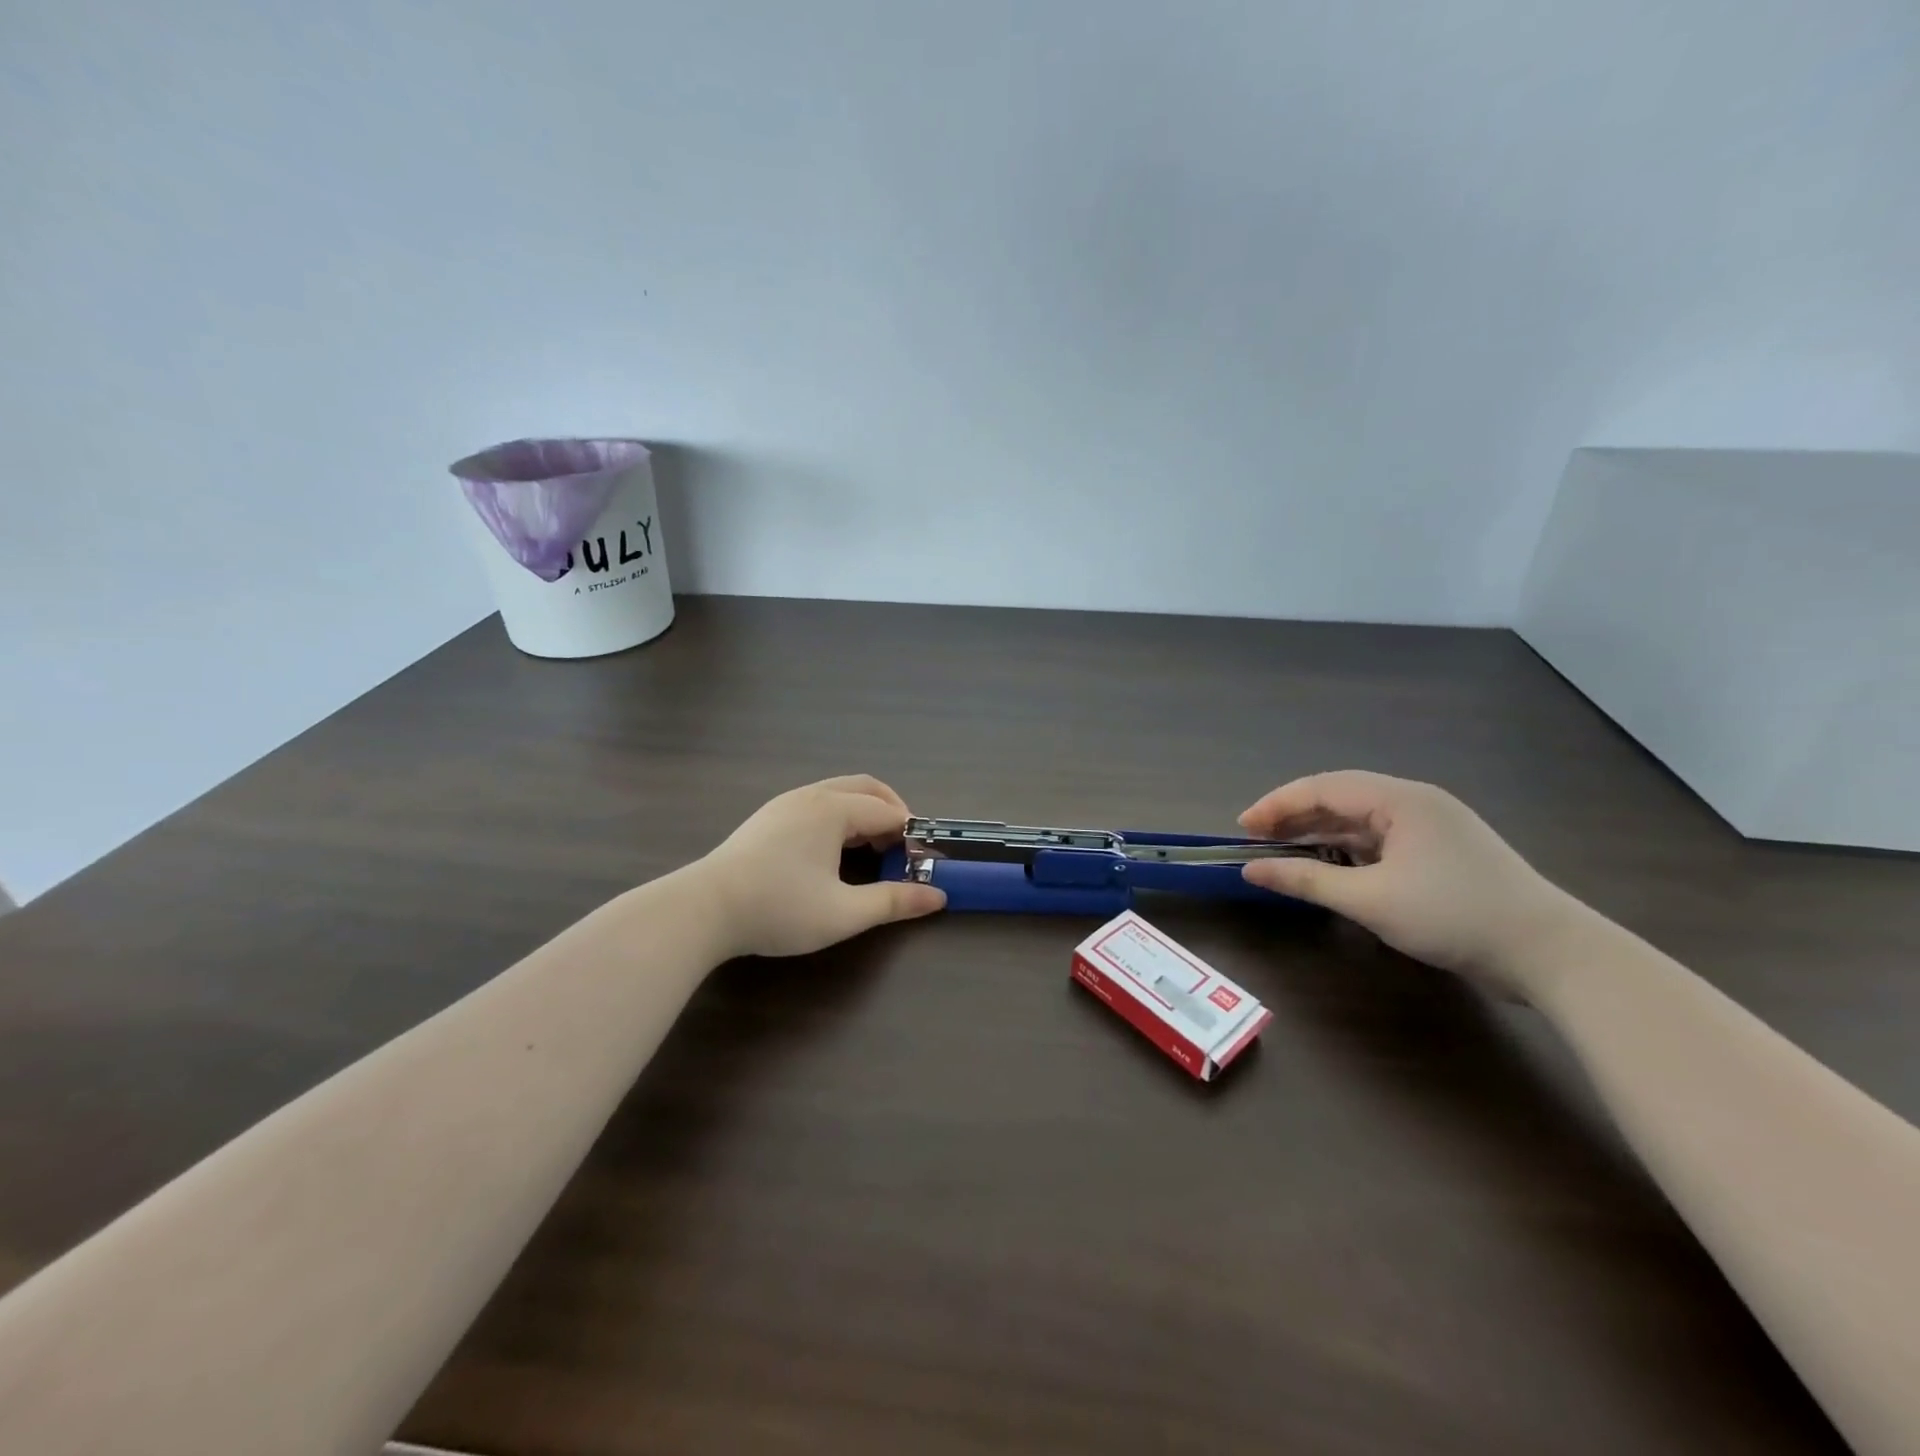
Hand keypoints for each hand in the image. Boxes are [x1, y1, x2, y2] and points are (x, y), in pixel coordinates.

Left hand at [696, 775, 946, 959]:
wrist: (703, 910)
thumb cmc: (778, 908)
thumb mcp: (843, 913)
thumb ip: (893, 902)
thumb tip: (937, 897)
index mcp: (833, 809)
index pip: (889, 811)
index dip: (911, 835)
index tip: (922, 863)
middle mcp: (811, 795)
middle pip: (866, 788)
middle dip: (892, 812)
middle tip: (903, 849)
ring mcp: (785, 803)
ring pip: (839, 794)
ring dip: (865, 814)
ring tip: (873, 852)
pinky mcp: (768, 818)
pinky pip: (818, 803)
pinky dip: (840, 817)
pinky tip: (834, 853)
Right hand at [1238, 770, 1584, 999]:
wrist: (1552, 955)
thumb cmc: (1454, 916)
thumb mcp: (1370, 900)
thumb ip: (1306, 879)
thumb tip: (1251, 871)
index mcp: (1400, 799)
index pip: (1323, 787)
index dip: (1277, 804)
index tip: (1242, 829)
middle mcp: (1415, 803)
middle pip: (1340, 798)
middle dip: (1295, 817)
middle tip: (1256, 841)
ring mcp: (1432, 828)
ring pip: (1360, 821)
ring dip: (1319, 834)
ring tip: (1283, 854)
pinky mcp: (1442, 854)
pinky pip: (1380, 841)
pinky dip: (1347, 851)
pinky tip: (1329, 868)